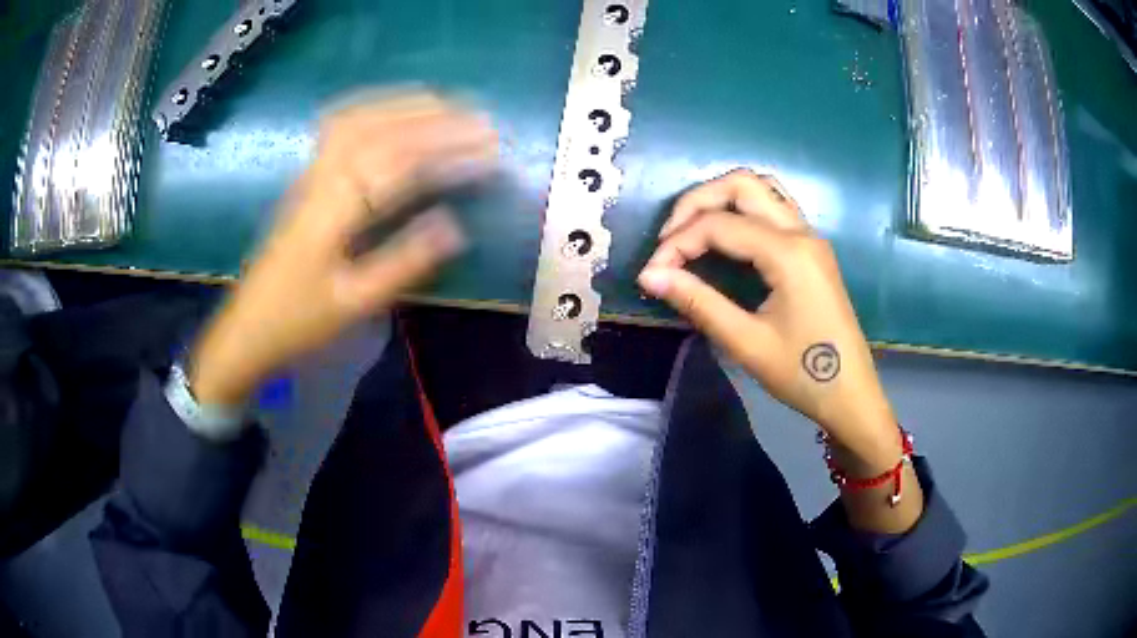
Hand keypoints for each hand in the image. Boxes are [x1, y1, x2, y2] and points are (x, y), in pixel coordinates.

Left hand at [189, 93, 497, 405]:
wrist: (247, 327)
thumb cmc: (298, 321)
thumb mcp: (353, 304)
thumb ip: (403, 262)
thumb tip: (456, 226)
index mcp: (334, 210)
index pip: (398, 163)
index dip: (447, 151)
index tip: (490, 150)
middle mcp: (322, 177)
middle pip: (381, 128)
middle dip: (436, 118)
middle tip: (482, 121)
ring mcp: (311, 172)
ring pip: (360, 119)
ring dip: (408, 105)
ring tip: (450, 105)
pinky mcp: (307, 176)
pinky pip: (341, 125)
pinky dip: (374, 108)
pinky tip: (395, 109)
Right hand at [638, 169, 899, 473]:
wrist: (851, 395)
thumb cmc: (802, 374)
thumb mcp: (746, 343)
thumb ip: (698, 301)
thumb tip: (649, 275)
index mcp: (788, 253)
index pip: (718, 224)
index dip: (677, 243)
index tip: (651, 274)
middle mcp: (801, 232)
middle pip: (741, 185)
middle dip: (696, 203)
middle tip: (668, 239)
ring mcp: (810, 237)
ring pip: (761, 189)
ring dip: (721, 199)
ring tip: (692, 231)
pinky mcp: (812, 249)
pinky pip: (774, 208)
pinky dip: (743, 210)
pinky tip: (727, 237)